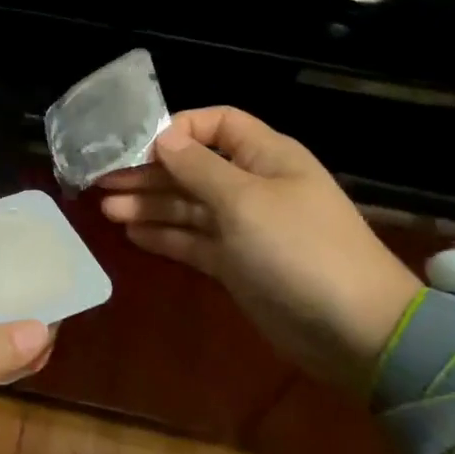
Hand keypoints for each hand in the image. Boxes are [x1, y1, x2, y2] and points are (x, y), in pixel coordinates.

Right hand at [97, 107, 420, 396]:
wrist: (353, 329)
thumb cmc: (298, 249)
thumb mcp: (244, 200)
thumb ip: (198, 168)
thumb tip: (163, 137)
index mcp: (265, 156)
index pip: (217, 124)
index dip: (177, 130)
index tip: (137, 148)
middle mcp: (252, 185)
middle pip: (193, 167)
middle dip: (149, 172)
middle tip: (102, 181)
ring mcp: (244, 227)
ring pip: (188, 206)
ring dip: (148, 204)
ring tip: (106, 209)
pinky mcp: (236, 264)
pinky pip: (193, 240)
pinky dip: (164, 236)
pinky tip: (132, 234)